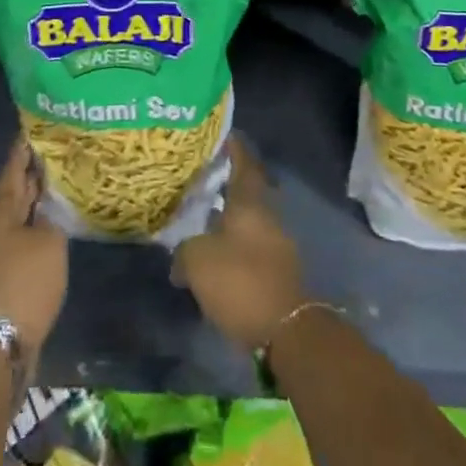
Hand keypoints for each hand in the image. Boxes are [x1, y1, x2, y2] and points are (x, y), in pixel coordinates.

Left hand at [0, 139, 67, 355]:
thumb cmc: (23, 282)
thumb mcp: (49, 242)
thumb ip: (53, 217)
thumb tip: (49, 205)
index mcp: (0, 208)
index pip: (14, 166)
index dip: (26, 147)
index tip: (36, 126)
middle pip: (15, 189)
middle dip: (33, 171)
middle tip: (58, 150)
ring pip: (20, 213)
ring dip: (37, 199)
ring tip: (63, 182)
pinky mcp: (4, 272)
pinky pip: (23, 236)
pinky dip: (38, 225)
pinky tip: (56, 223)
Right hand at [173, 135, 305, 351]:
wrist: (286, 330)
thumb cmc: (240, 282)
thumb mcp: (197, 261)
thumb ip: (184, 251)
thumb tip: (180, 259)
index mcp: (250, 203)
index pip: (243, 163)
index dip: (233, 147)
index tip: (222, 134)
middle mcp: (267, 216)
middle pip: (247, 191)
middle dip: (227, 183)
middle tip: (201, 178)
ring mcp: (277, 244)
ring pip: (249, 220)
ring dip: (229, 217)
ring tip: (202, 218)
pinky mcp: (278, 271)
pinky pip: (252, 246)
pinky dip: (235, 244)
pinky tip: (216, 254)